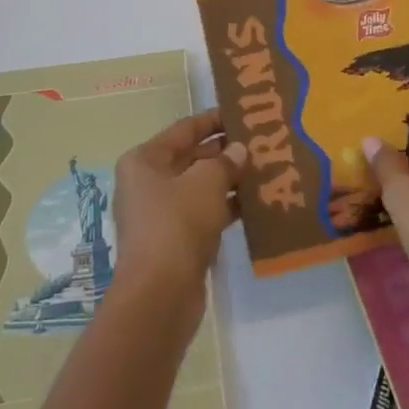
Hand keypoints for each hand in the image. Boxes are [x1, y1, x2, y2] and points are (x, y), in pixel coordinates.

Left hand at [111, 110, 244, 310]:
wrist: (160, 295)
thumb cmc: (178, 224)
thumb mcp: (207, 183)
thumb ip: (225, 161)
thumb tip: (238, 150)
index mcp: (145, 160)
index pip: (184, 130)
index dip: (213, 120)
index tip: (242, 114)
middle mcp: (147, 183)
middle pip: (191, 157)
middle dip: (224, 152)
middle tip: (260, 143)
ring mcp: (159, 214)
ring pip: (199, 187)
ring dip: (228, 180)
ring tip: (264, 170)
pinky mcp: (174, 242)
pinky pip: (203, 213)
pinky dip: (225, 207)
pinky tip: (254, 204)